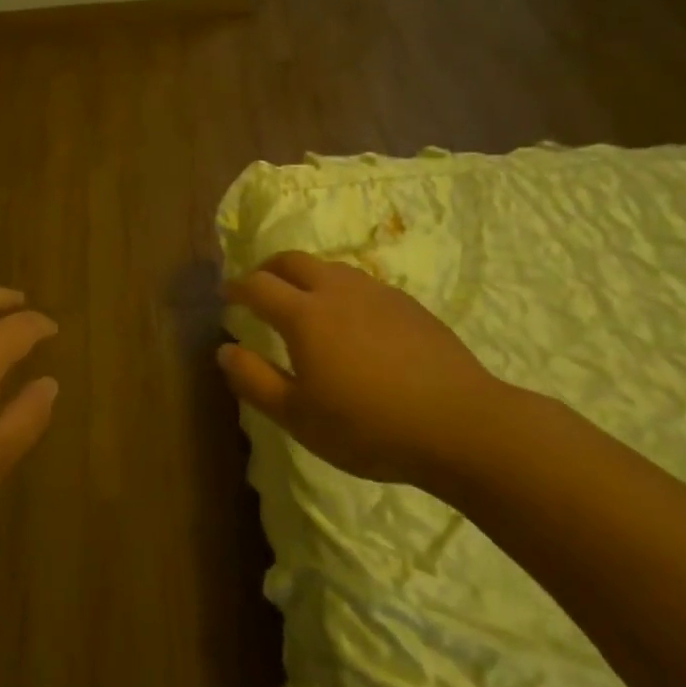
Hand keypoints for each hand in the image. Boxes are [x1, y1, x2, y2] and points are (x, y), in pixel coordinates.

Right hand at [218, 250, 516, 490]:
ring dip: (306, 275)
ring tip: (304, 301)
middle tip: (259, 287)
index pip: (258, 285)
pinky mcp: (408, 304)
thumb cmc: (368, 426)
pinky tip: (352, 320)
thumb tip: (224, 350)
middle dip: (269, 268)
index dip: (237, 287)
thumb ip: (254, 381)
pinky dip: (340, 289)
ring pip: (330, 267)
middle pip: (293, 260)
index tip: (227, 294)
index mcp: (304, 315)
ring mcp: (377, 293)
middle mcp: (336, 290)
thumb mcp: (298, 417)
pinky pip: (362, 283)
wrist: (461, 424)